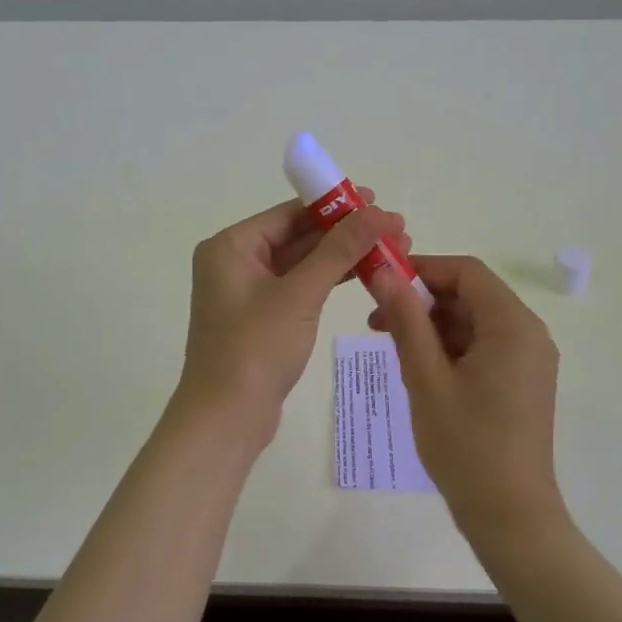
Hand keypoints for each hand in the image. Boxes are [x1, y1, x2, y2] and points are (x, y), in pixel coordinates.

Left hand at [175, 194, 409, 446]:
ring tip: (391, 251)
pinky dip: (330, 281)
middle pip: (298, 236)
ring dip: (343, 257)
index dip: (336, 206)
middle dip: (346, 233)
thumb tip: (377, 211)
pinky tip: (366, 276)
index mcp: (231, 246)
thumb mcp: (300, 294)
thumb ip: (339, 250)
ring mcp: (248, 292)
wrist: (226, 419)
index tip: (378, 202)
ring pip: (302, 263)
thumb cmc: (255, 349)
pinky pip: (300, 288)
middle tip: (395, 230)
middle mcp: (235, 262)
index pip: (290, 213)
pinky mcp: (262, 318)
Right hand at [370, 256, 567, 547]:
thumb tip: (384, 273)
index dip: (422, 270)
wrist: (510, 515)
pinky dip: (450, 348)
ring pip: (474, 322)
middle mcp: (528, 334)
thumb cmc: (466, 445)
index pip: (466, 272)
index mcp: (512, 325)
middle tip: (377, 321)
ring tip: (392, 349)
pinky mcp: (522, 381)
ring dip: (433, 327)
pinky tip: (419, 369)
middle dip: (423, 301)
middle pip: (471, 295)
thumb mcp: (426, 378)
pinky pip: (483, 347)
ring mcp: (529, 359)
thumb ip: (406, 320)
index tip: (382, 283)